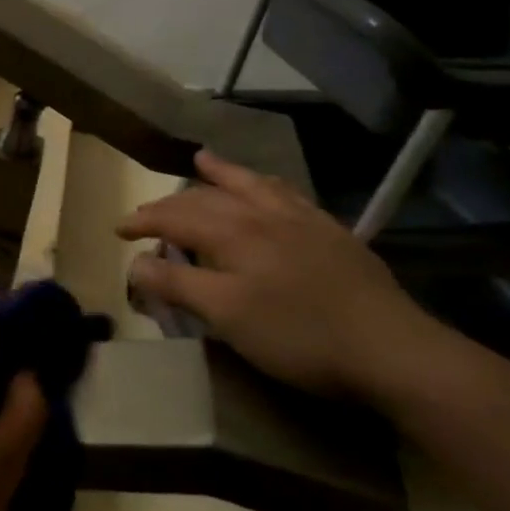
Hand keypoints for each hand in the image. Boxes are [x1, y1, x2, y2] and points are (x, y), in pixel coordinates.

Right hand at [119, 150, 440, 400]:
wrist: (392, 350)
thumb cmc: (297, 335)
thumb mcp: (225, 315)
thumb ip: (177, 284)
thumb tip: (135, 262)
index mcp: (233, 233)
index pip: (174, 217)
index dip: (142, 221)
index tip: (117, 231)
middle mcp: (263, 214)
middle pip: (207, 198)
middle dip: (171, 202)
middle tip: (147, 212)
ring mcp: (303, 221)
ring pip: (252, 185)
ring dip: (222, 174)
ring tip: (204, 160)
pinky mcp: (333, 234)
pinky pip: (289, 195)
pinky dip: (267, 185)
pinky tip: (269, 189)